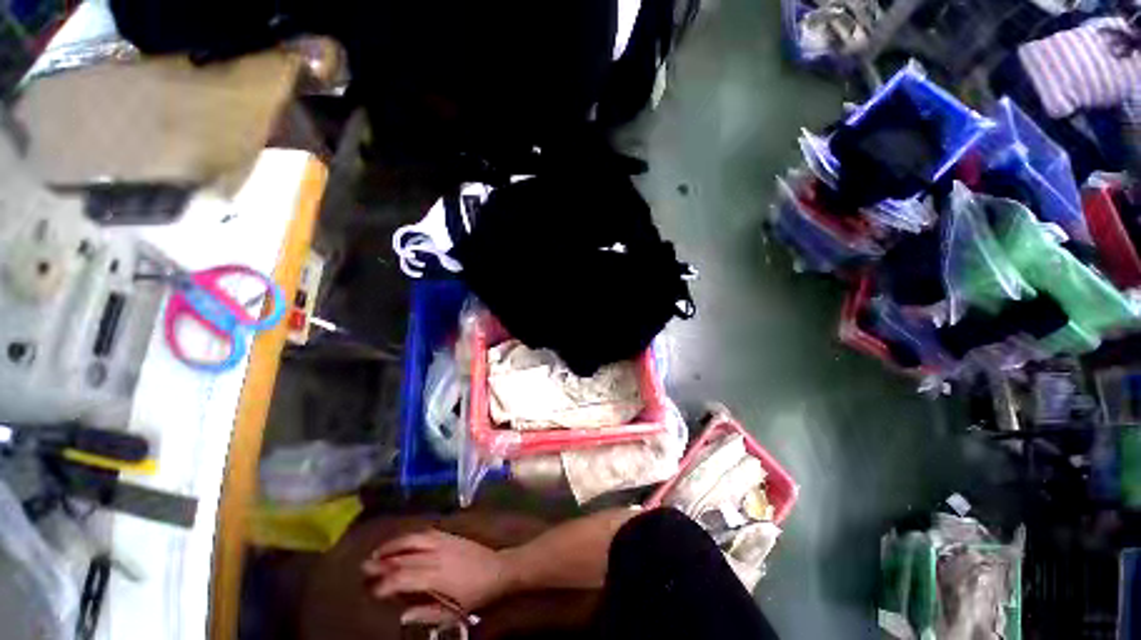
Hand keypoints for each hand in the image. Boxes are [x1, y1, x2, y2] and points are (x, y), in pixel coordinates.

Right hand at [362, 529, 513, 625]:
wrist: (499, 569)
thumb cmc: (477, 594)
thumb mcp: (453, 611)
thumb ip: (427, 614)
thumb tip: (401, 614)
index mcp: (437, 576)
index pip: (404, 577)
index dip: (385, 583)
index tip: (371, 590)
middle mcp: (438, 555)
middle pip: (405, 556)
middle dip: (383, 561)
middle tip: (364, 566)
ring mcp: (445, 542)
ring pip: (414, 539)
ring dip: (394, 544)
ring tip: (378, 551)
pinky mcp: (451, 535)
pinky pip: (427, 532)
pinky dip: (411, 536)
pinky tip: (402, 541)